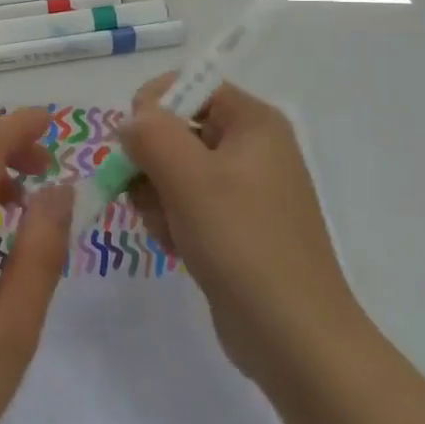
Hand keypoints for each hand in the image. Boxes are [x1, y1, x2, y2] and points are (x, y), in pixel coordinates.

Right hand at [121, 78, 363, 384]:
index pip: (188, 85)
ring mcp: (243, 188)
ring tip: (171, 230)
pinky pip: (185, 203)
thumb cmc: (243, 244)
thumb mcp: (190, 178)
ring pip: (173, 169)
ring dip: (157, 196)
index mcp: (253, 121)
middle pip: (176, 129)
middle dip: (152, 162)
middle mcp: (251, 146)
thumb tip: (130, 122)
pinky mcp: (234, 225)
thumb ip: (151, 134)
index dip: (153, 107)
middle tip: (153, 197)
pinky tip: (177, 247)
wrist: (294, 338)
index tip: (136, 145)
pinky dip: (172, 220)